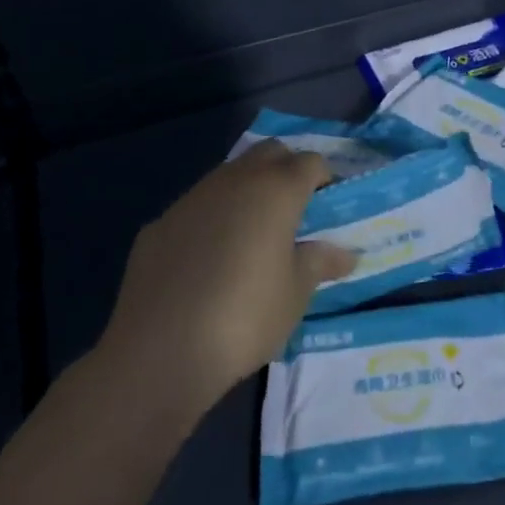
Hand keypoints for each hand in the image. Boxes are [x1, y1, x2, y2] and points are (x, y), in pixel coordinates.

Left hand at [94, 141, 358, 409]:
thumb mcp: (295, 294)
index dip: (324, 178)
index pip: (311, 162)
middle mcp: (235, 181)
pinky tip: (207, 259)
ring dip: (246, 190)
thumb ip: (319, 263)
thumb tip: (346, 254)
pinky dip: (211, 219)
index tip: (328, 206)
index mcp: (276, 190)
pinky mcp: (159, 223)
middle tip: (295, 209)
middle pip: (270, 152)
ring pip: (229, 175)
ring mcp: (192, 198)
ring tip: (252, 233)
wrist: (159, 352)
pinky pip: (196, 207)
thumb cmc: (244, 317)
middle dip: (286, 169)